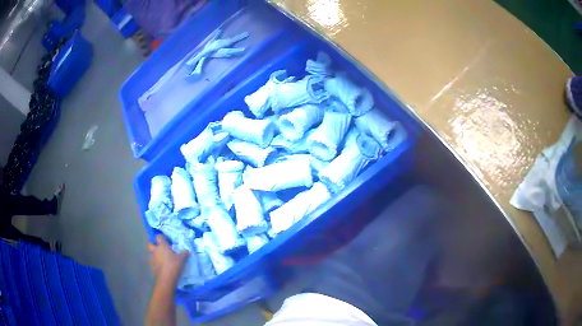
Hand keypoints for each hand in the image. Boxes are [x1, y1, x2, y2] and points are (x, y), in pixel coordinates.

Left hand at [148, 234, 188, 284]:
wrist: (167, 278)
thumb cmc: (174, 265)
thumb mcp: (182, 258)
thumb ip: (184, 253)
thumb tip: (187, 250)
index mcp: (162, 246)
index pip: (159, 236)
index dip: (162, 237)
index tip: (168, 240)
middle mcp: (156, 250)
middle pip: (151, 244)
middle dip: (155, 245)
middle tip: (162, 248)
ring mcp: (153, 258)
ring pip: (152, 253)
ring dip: (156, 254)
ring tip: (164, 258)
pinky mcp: (153, 266)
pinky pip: (154, 261)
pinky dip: (157, 262)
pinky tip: (163, 266)